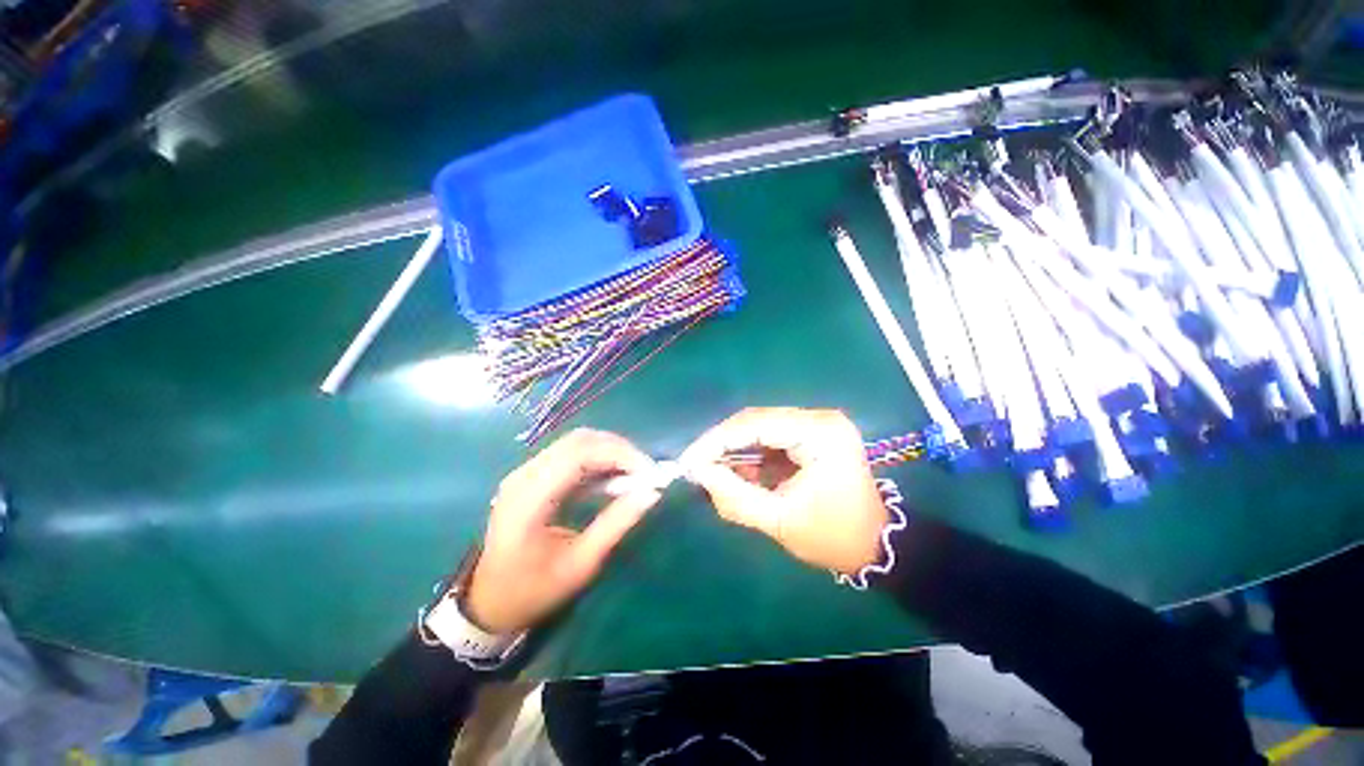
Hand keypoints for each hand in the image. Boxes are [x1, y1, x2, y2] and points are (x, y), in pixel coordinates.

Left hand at [464, 429, 662, 634]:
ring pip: (576, 442)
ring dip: (609, 451)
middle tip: (645, 470)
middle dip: (618, 449)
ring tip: (634, 472)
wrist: (490, 602)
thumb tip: (652, 493)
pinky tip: (612, 476)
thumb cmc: (534, 590)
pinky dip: (597, 458)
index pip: (579, 454)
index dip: (619, 454)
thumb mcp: (580, 564)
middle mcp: (524, 475)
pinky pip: (570, 454)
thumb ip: (616, 524)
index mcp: (530, 498)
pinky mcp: (532, 475)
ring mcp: (525, 472)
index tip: (649, 471)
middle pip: (579, 441)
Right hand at [680, 408, 886, 574]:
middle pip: (756, 420)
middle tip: (697, 465)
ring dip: (735, 448)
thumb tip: (698, 472)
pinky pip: (771, 436)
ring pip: (760, 426)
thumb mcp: (779, 521)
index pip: (756, 424)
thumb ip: (734, 496)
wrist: (875, 545)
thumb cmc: (833, 537)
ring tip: (715, 472)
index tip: (689, 461)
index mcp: (820, 434)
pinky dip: (751, 453)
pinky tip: (741, 472)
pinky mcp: (813, 433)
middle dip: (723, 443)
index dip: (717, 440)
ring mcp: (817, 423)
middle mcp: (819, 418)